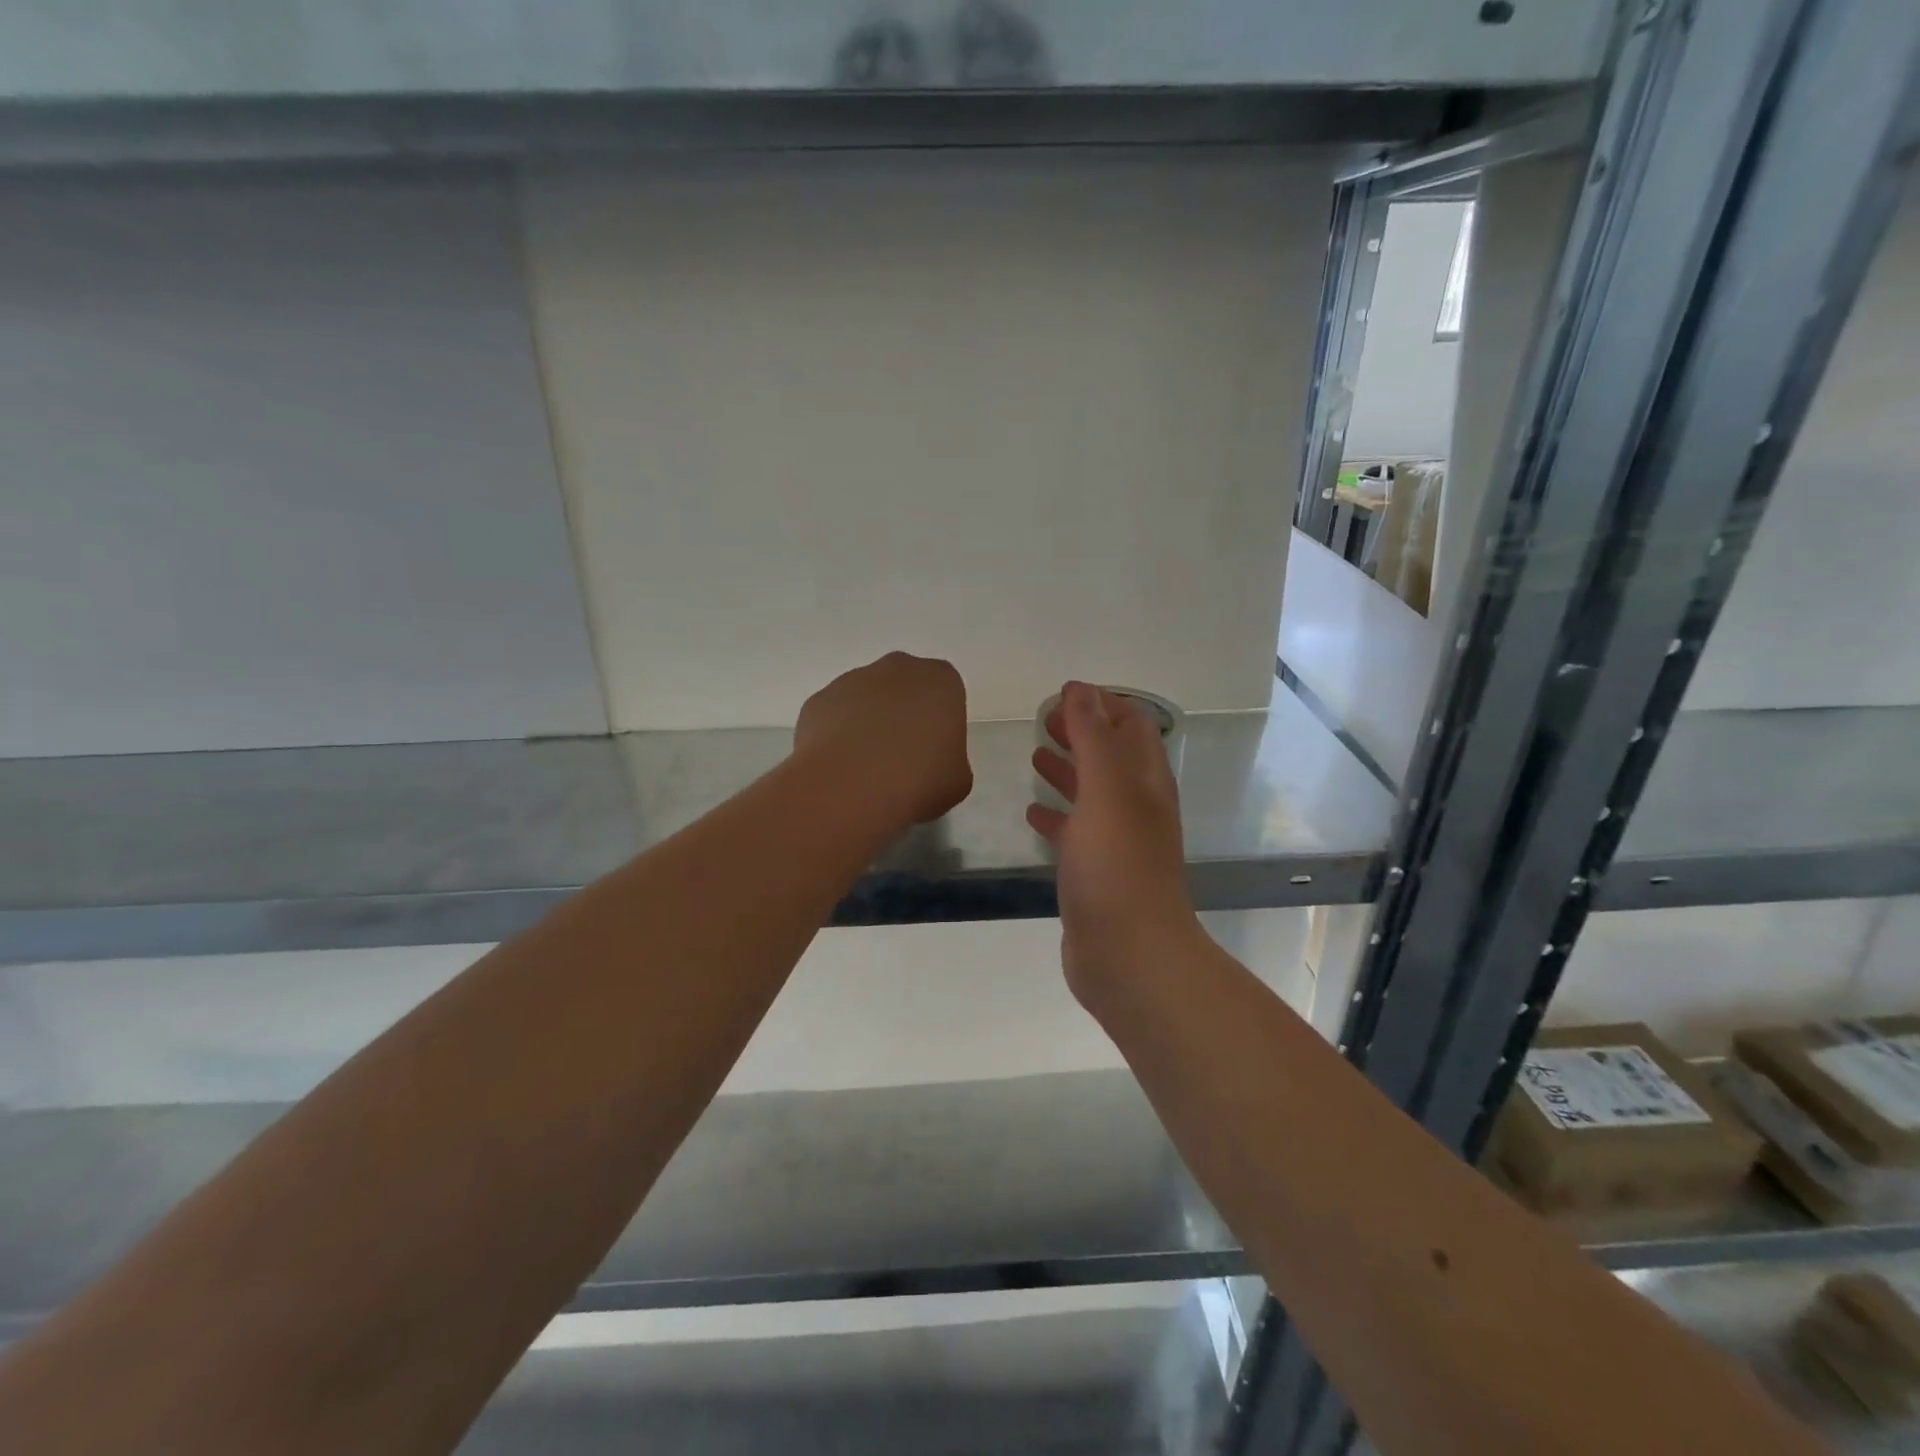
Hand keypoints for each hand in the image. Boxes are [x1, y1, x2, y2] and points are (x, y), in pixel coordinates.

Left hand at [796, 652, 972, 825]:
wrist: (850, 787)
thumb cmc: (918, 780)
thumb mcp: (957, 780)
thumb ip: (950, 761)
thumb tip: (930, 764)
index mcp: (940, 681)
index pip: (946, 693)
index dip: (939, 724)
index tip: (933, 754)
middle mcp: (897, 668)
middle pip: (904, 688)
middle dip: (903, 714)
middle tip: (902, 758)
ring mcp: (852, 680)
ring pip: (866, 699)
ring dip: (868, 724)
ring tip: (866, 769)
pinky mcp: (819, 700)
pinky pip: (834, 716)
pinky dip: (837, 736)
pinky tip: (840, 768)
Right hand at [1028, 682, 1200, 1001]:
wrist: (1128, 955)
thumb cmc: (1117, 867)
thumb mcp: (1106, 791)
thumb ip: (1093, 738)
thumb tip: (1080, 689)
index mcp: (1145, 782)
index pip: (1133, 726)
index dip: (1103, 704)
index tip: (1064, 693)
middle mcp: (1136, 807)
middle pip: (1111, 756)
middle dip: (1081, 732)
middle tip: (1043, 719)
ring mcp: (1116, 842)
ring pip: (1092, 793)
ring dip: (1068, 769)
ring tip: (1034, 754)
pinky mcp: (1094, 873)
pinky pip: (1074, 832)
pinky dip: (1056, 815)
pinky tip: (1032, 812)